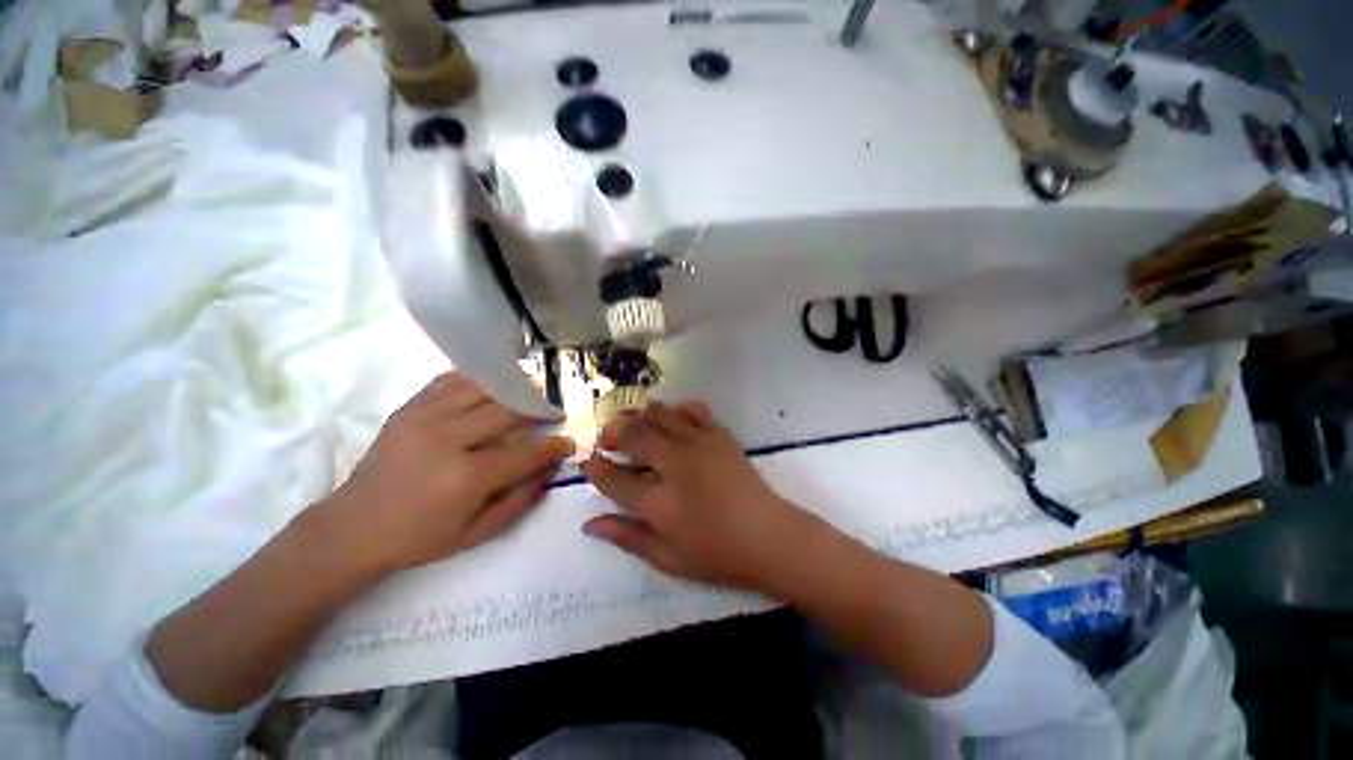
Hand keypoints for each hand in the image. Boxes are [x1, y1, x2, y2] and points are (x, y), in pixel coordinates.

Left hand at [322, 372, 573, 571]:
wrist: (352, 528)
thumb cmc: (418, 538)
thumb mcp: (477, 534)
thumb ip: (520, 500)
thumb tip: (550, 469)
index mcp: (465, 477)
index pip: (525, 452)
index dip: (552, 446)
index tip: (567, 442)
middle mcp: (446, 439)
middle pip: (508, 410)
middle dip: (537, 411)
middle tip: (550, 415)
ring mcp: (423, 417)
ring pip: (483, 388)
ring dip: (512, 390)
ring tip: (525, 399)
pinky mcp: (408, 408)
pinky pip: (452, 381)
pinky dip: (478, 381)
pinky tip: (491, 389)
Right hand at [580, 401, 817, 590]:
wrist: (769, 537)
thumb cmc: (717, 554)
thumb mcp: (667, 558)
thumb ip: (627, 537)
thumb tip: (589, 524)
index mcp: (660, 503)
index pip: (615, 480)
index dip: (596, 469)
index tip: (588, 462)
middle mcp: (676, 465)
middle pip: (635, 435)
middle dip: (614, 432)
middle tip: (608, 439)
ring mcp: (700, 444)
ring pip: (661, 415)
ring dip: (641, 416)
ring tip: (634, 425)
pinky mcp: (720, 435)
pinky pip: (693, 410)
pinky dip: (677, 410)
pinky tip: (673, 419)